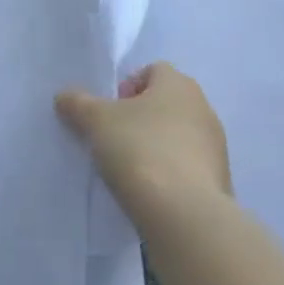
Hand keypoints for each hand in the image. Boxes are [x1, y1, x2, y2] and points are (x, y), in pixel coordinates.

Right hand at [56, 62, 231, 216]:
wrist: (183, 213)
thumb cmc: (140, 150)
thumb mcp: (96, 121)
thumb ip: (78, 104)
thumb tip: (65, 96)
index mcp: (179, 84)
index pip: (153, 71)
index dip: (127, 87)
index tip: (109, 113)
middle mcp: (203, 108)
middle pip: (166, 104)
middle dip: (140, 119)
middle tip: (114, 140)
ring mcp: (215, 146)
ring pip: (178, 136)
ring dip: (156, 147)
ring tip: (129, 170)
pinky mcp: (218, 181)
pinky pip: (187, 167)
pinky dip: (169, 174)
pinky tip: (150, 192)